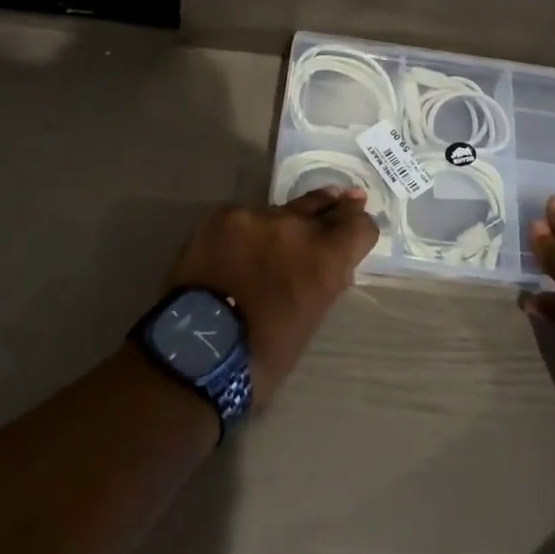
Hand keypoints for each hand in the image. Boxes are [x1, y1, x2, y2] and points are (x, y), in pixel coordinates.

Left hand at [165, 187, 377, 407]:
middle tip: (339, 198)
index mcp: (324, 259)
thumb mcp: (311, 319)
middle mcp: (296, 227)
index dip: (360, 227)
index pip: (360, 224)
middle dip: (330, 208)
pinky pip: (243, 218)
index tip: (356, 230)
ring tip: (268, 244)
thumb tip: (331, 262)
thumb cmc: (262, 355)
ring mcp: (256, 216)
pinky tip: (231, 254)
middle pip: (322, 204)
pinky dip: (243, 233)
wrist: (195, 354)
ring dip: (279, 227)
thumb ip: (325, 279)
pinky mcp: (224, 215)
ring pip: (279, 212)